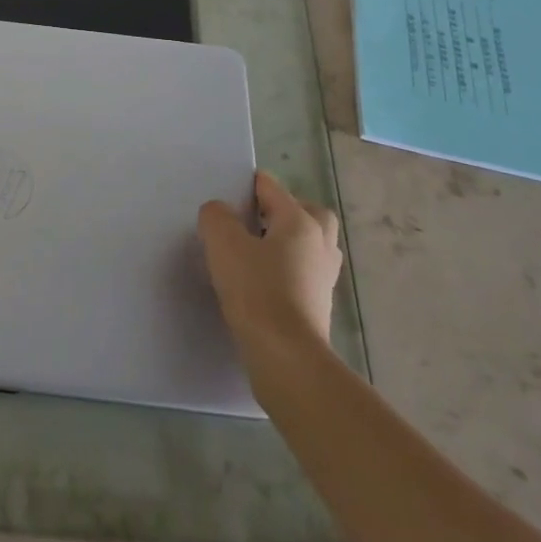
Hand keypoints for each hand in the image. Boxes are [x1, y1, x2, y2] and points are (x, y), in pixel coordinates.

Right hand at [198, 172, 342, 379]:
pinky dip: (289, 270)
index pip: (273, 188)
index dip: (248, 185)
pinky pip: (306, 273)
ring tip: (257, 252)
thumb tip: (220, 213)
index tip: (227, 195)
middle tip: (256, 221)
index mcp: (300, 222)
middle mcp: (319, 244)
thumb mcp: (223, 243)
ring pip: (312, 245)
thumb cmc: (256, 291)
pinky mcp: (319, 306)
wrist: (287, 356)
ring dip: (289, 242)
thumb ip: (216, 217)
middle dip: (285, 211)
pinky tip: (263, 281)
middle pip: (310, 213)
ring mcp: (324, 277)